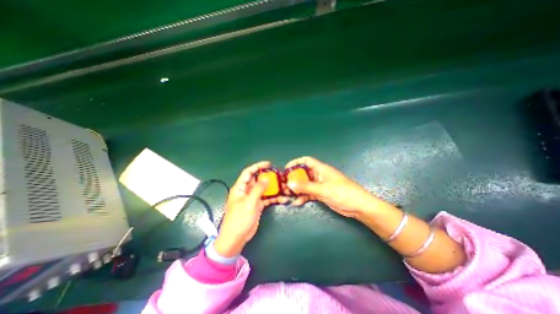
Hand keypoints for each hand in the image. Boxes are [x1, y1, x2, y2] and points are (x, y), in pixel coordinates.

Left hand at [215, 161, 287, 257]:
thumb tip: (266, 178)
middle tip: (279, 176)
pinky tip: (282, 198)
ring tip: (283, 186)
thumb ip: (258, 190)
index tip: (268, 164)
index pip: (248, 172)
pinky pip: (266, 198)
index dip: (257, 166)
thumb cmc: (239, 220)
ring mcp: (252, 198)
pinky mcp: (257, 205)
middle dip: (268, 177)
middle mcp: (246, 191)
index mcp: (240, 188)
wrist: (236, 238)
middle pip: (257, 180)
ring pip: (263, 189)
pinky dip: (273, 198)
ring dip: (272, 188)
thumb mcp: (249, 203)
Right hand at [285, 156, 389, 218]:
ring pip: (305, 184)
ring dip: (297, 189)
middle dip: (293, 178)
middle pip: (303, 173)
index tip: (286, 169)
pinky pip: (309, 193)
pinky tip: (297, 202)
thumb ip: (306, 186)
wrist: (358, 207)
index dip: (296, 162)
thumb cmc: (342, 193)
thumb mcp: (323, 189)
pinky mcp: (321, 194)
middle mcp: (319, 175)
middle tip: (284, 185)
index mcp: (321, 169)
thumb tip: (289, 183)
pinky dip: (303, 197)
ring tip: (287, 195)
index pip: (306, 161)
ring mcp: (320, 185)